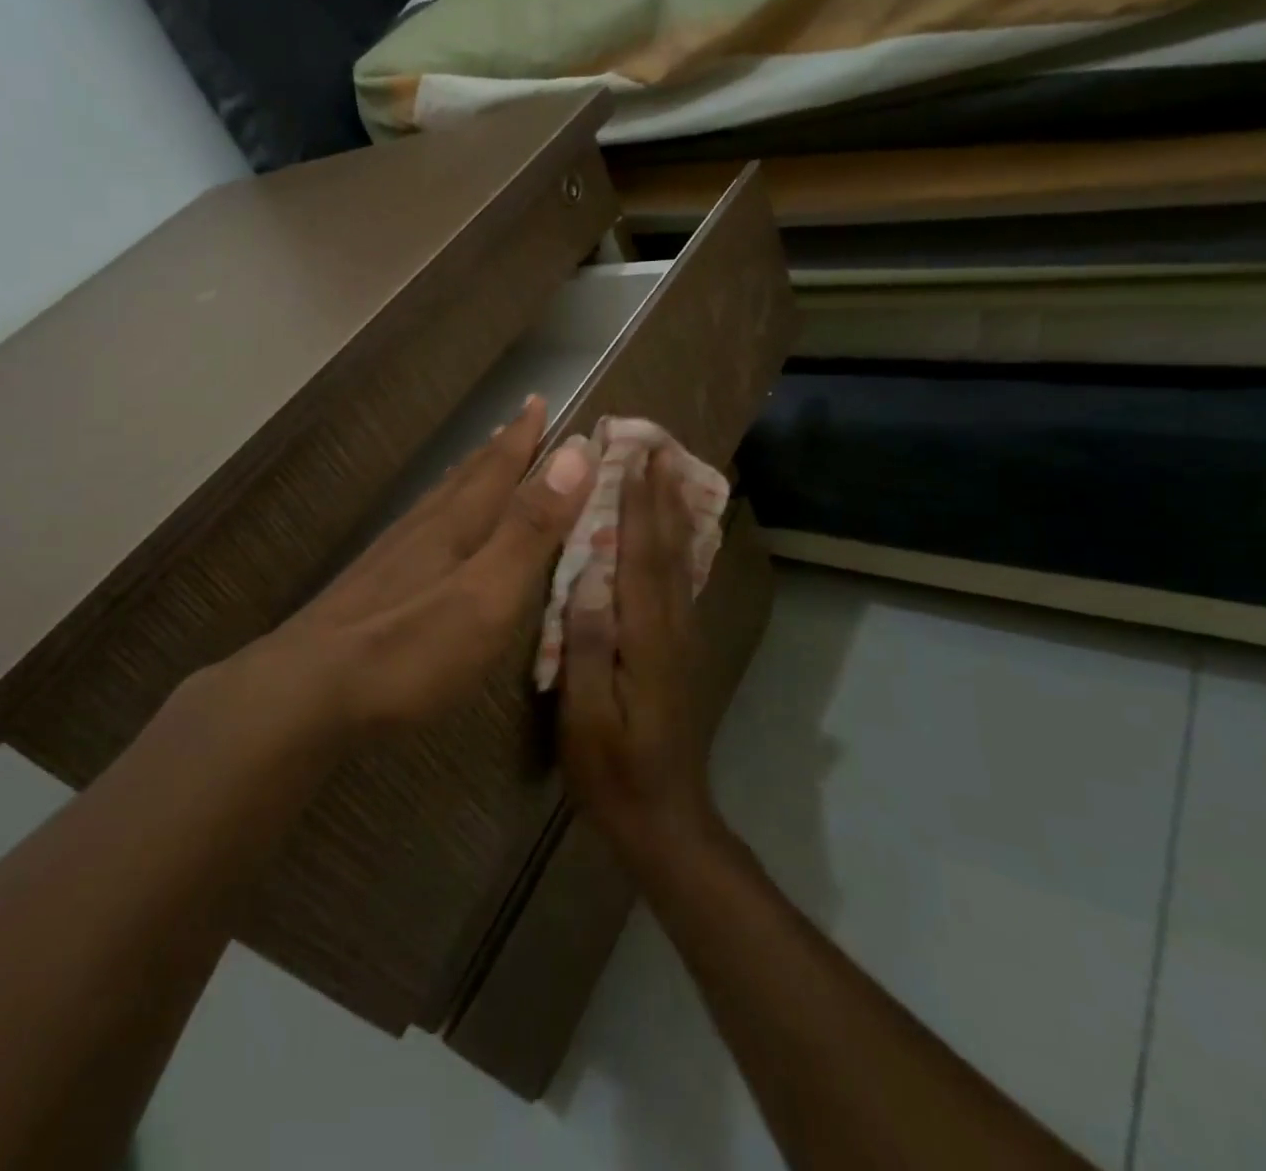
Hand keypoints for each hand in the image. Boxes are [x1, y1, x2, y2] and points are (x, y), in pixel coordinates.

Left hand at [264, 394, 595, 729]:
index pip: (499, 468)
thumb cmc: (408, 650)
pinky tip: (428, 526)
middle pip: (467, 476)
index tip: (539, 399)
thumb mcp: (486, 594)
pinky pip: (417, 527)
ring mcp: (390, 557)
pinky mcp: (368, 586)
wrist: (304, 692)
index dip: (524, 436)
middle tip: (519, 419)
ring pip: (438, 499)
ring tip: (481, 458)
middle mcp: (422, 530)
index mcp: (456, 526)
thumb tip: (575, 452)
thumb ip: (528, 529)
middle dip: (499, 447)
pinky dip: (437, 509)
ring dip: (467, 474)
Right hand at [558, 451, 722, 871]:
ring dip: (674, 513)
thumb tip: (587, 578)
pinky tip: (674, 534)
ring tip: (669, 474)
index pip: (641, 555)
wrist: (666, 819)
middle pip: (668, 548)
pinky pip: (679, 583)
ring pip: (680, 562)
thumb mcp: (585, 717)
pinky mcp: (678, 650)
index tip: (636, 456)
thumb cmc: (613, 771)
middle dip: (662, 495)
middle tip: (658, 446)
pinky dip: (677, 546)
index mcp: (645, 638)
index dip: (639, 503)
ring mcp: (680, 638)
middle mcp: (671, 627)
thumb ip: (587, 647)